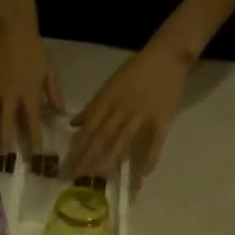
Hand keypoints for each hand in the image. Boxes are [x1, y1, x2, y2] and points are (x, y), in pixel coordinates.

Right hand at [0, 17, 64, 153]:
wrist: (13, 27)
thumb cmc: (34, 49)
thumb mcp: (49, 71)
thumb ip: (54, 93)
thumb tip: (61, 113)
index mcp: (29, 94)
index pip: (33, 122)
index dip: (34, 140)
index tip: (35, 156)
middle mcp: (10, 95)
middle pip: (6, 123)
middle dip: (5, 142)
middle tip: (3, 158)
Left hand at [65, 44, 191, 191]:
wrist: (167, 55)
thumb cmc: (136, 70)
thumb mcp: (110, 84)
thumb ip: (93, 106)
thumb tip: (74, 125)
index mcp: (108, 100)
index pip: (88, 129)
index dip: (77, 149)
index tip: (66, 167)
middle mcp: (121, 110)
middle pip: (101, 138)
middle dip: (86, 160)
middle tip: (75, 178)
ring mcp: (142, 116)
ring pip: (122, 142)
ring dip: (110, 161)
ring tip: (98, 179)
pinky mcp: (162, 120)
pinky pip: (155, 143)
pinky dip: (149, 160)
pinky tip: (141, 176)